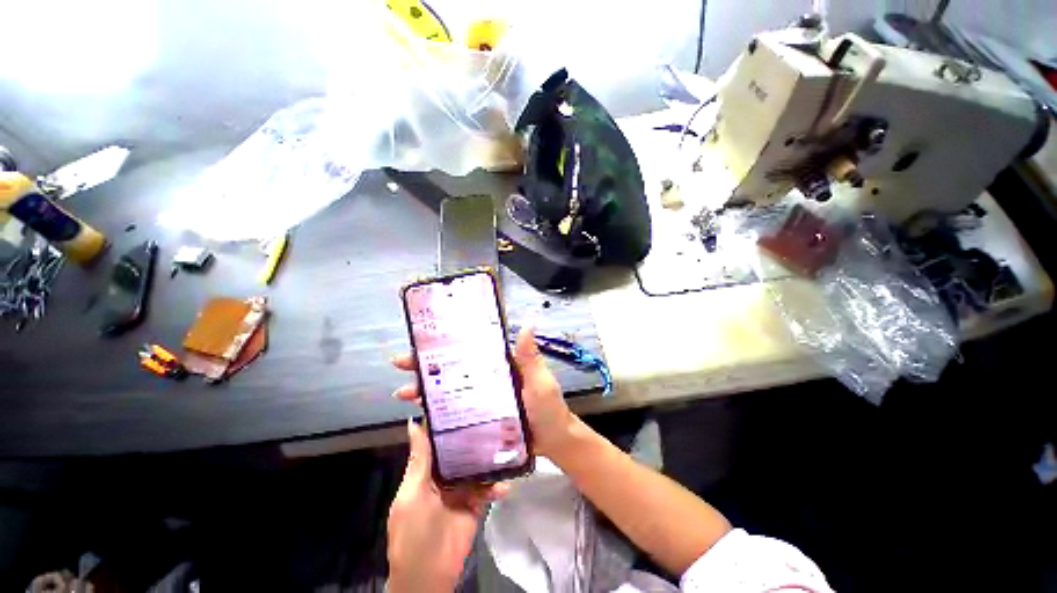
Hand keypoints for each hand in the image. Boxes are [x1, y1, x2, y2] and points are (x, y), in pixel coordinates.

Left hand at [387, 419, 507, 592]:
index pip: (437, 440)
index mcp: (425, 471)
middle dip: (473, 436)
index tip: (462, 398)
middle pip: (459, 450)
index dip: (446, 421)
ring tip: (506, 443)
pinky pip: (487, 489)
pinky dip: (496, 486)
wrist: (429, 577)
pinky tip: (505, 484)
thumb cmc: (413, 533)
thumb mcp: (412, 495)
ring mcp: (461, 489)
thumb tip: (414, 423)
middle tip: (492, 414)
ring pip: (476, 466)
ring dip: (489, 459)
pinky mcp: (475, 503)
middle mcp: (444, 475)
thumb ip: (418, 461)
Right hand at [391, 326, 577, 457]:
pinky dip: (437, 413)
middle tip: (401, 367)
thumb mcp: (540, 381)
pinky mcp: (480, 419)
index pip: (469, 350)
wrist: (553, 441)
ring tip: (405, 394)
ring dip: (426, 390)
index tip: (421, 343)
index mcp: (500, 365)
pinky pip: (455, 413)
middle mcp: (488, 378)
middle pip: (453, 369)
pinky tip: (422, 416)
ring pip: (450, 390)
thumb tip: (526, 325)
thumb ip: (530, 358)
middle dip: (426, 367)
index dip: (446, 346)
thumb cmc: (548, 409)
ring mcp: (483, 399)